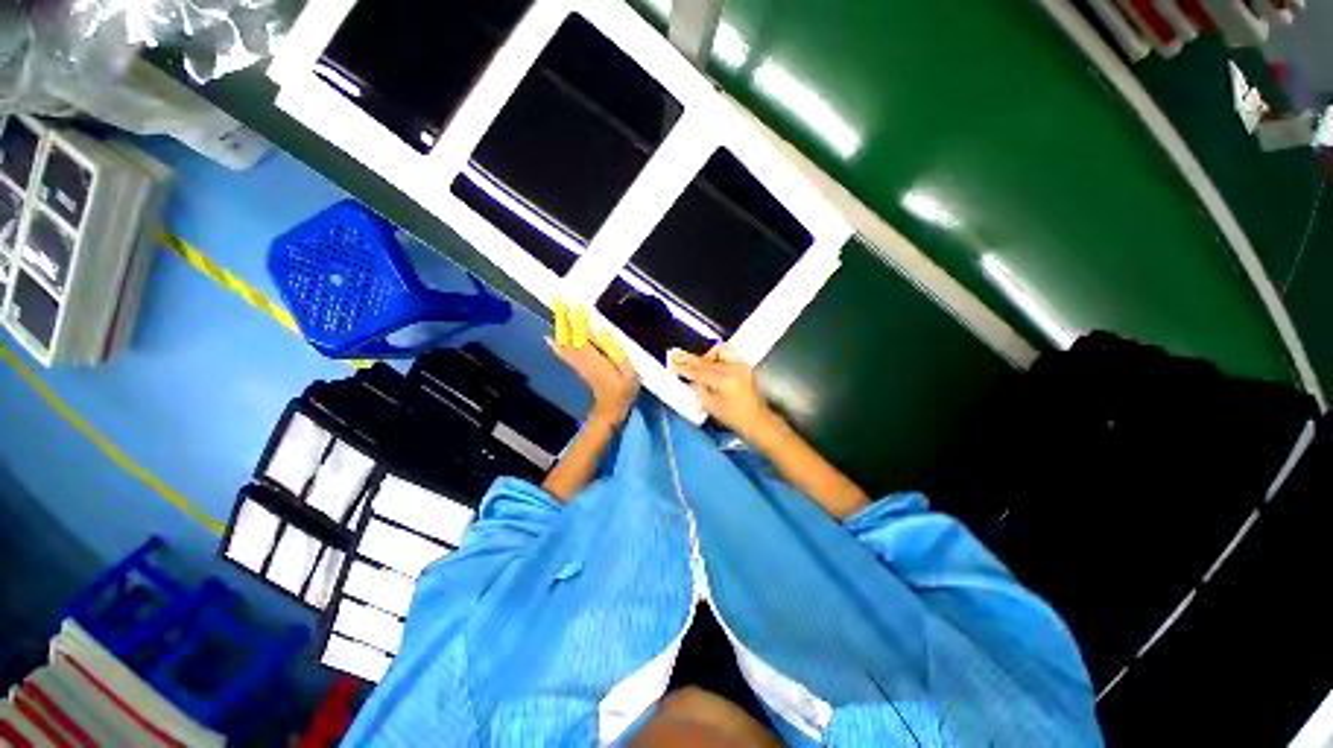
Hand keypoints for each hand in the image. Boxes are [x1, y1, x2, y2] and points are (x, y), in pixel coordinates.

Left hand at [548, 299, 638, 425]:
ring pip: (566, 345)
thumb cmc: (623, 390)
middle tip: (557, 305)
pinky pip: (565, 354)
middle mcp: (584, 359)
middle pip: (572, 338)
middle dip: (566, 323)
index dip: (578, 322)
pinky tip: (551, 340)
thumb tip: (602, 333)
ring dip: (561, 331)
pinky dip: (558, 345)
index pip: (584, 336)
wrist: (610, 409)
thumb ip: (616, 352)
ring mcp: (579, 365)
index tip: (572, 307)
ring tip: (554, 317)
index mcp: (597, 359)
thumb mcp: (628, 371)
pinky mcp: (578, 369)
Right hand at [670, 345, 782, 443]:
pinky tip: (709, 363)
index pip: (700, 371)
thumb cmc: (734, 418)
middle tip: (675, 355)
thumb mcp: (711, 406)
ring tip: (694, 363)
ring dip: (704, 357)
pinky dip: (716, 357)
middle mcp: (735, 369)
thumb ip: (700, 388)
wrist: (757, 420)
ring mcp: (741, 365)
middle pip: (707, 361)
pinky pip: (727, 355)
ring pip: (718, 352)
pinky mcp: (744, 365)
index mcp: (726, 381)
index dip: (684, 368)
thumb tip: (692, 377)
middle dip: (689, 359)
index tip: (672, 364)